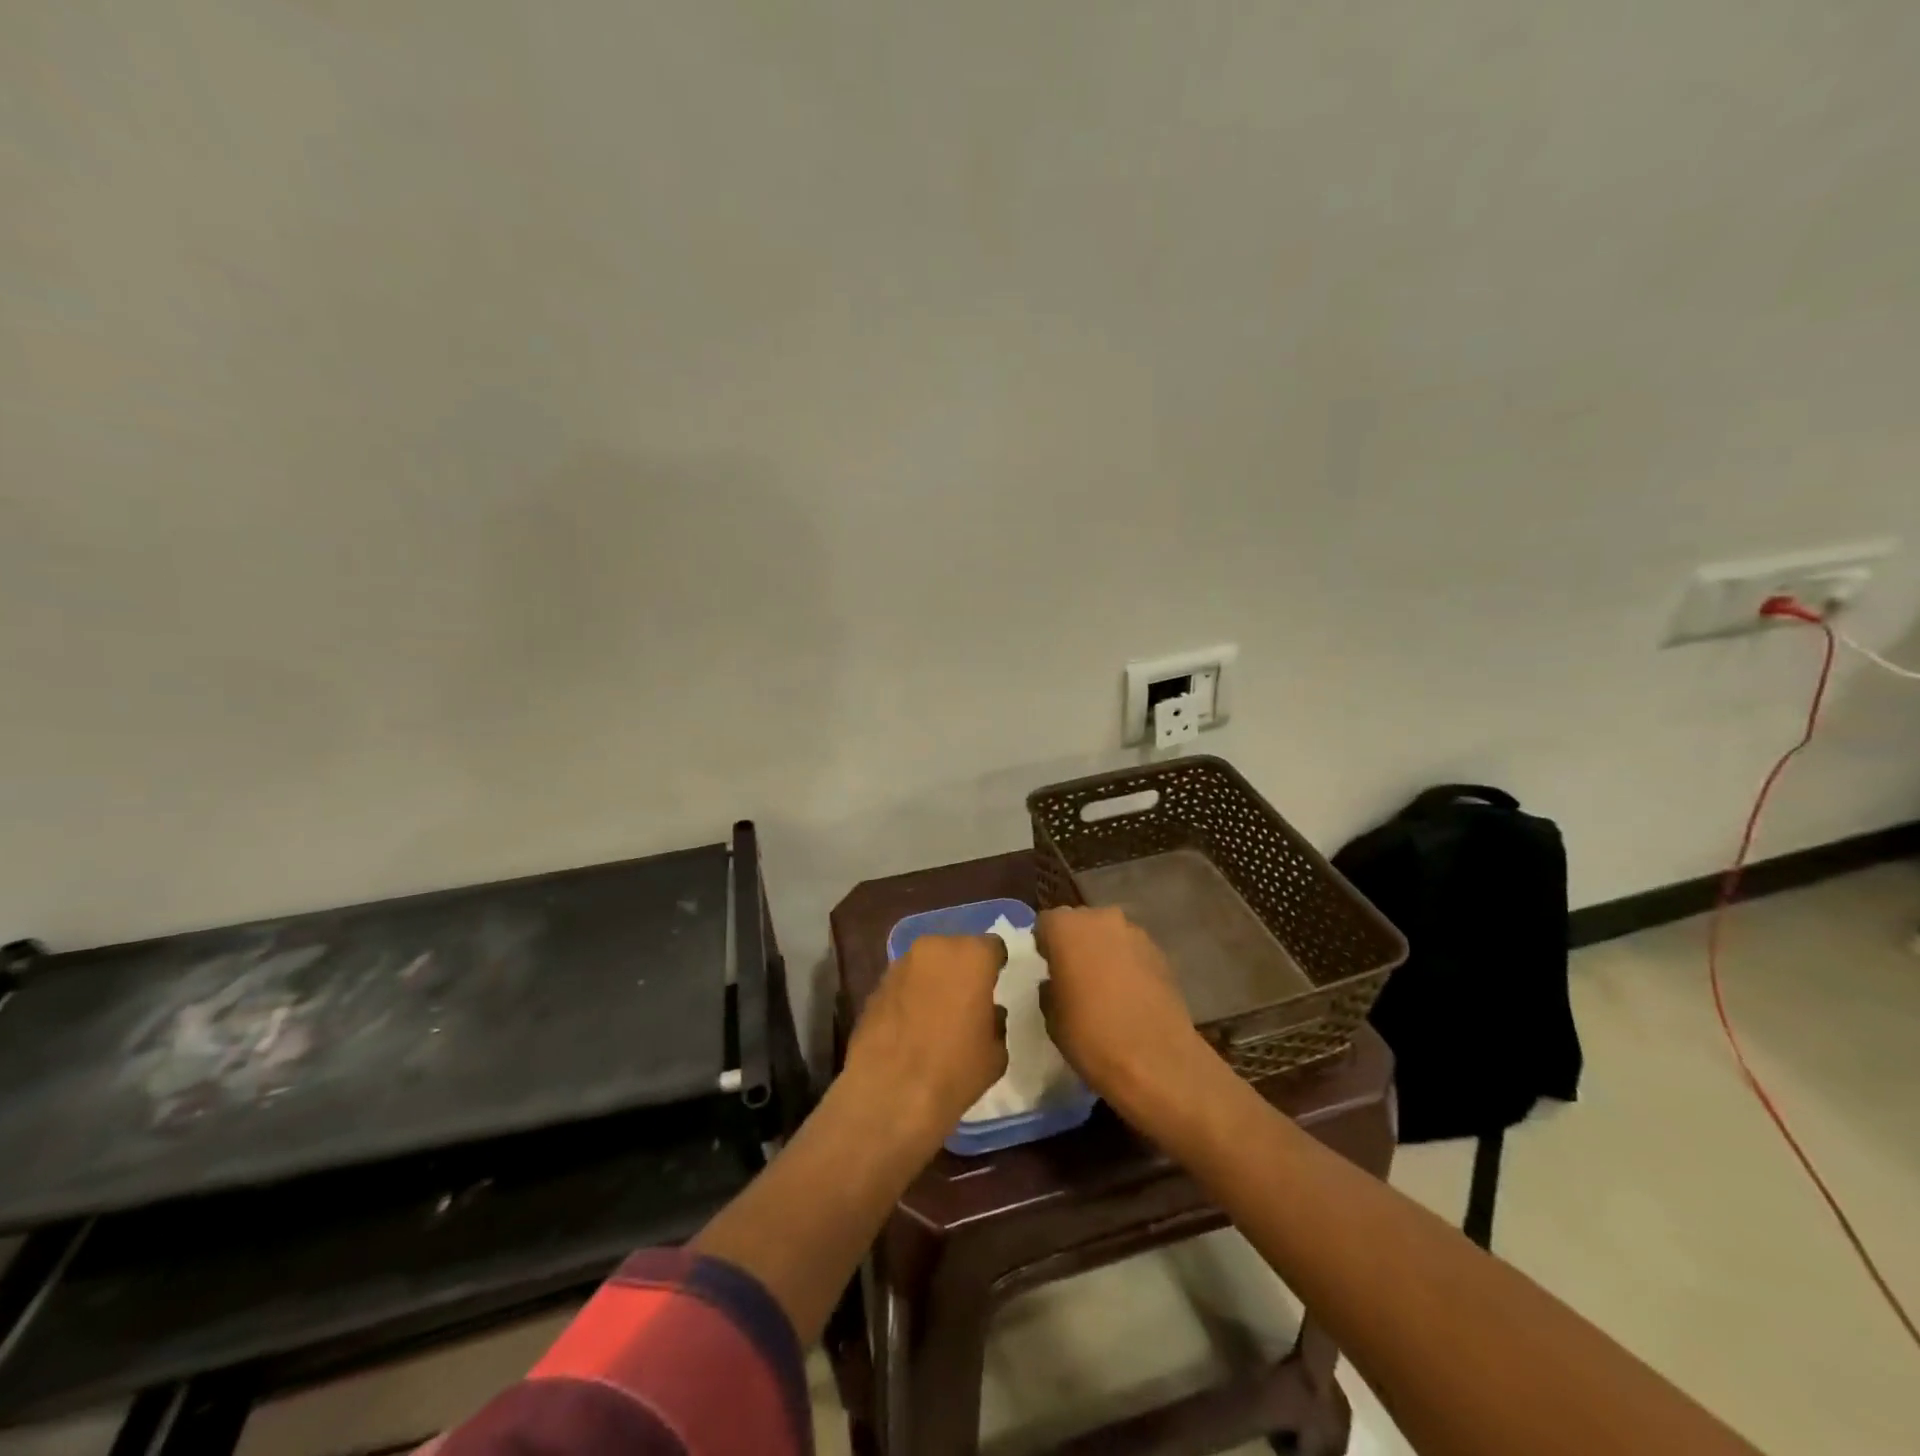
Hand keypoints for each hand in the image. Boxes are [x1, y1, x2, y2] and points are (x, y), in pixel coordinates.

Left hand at [844, 933, 1007, 1138]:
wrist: (890, 1092)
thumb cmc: (955, 1069)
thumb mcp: (995, 1053)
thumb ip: (996, 1022)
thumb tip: (988, 1013)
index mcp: (971, 956)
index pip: (993, 947)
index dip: (996, 964)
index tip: (996, 983)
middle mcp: (935, 948)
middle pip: (956, 950)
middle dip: (963, 969)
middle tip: (968, 998)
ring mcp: (900, 964)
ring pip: (927, 964)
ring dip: (935, 980)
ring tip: (938, 1013)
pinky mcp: (876, 985)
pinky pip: (904, 983)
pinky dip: (911, 995)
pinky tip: (912, 1025)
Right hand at [1035, 906, 1214, 1115]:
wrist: (1155, 1060)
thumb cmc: (1090, 1035)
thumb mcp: (1051, 1016)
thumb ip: (1050, 987)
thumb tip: (1057, 982)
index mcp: (1066, 928)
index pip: (1046, 923)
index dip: (1045, 944)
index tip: (1047, 968)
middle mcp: (1101, 919)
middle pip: (1081, 923)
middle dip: (1076, 944)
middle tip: (1074, 976)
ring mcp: (1135, 933)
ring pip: (1110, 936)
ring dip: (1104, 953)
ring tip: (1105, 988)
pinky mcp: (1161, 953)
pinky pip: (1134, 952)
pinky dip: (1128, 966)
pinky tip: (1130, 996)